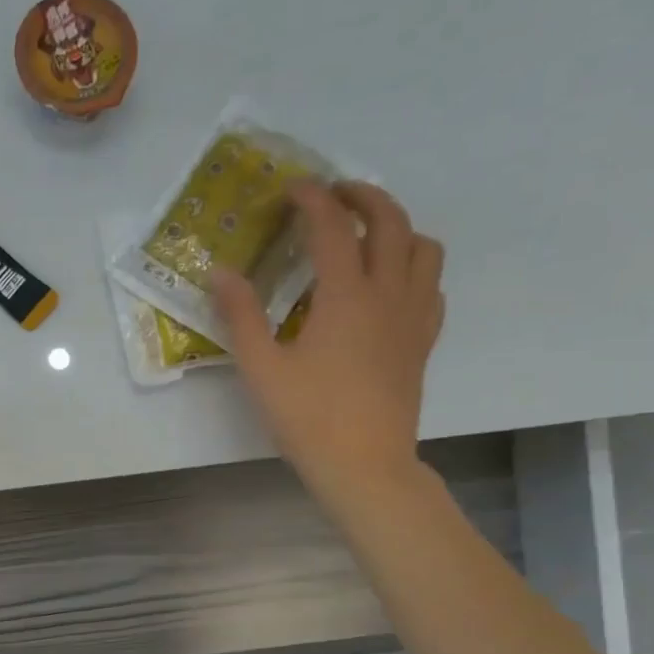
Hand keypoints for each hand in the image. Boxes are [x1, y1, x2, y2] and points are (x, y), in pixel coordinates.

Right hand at [211, 181, 444, 508]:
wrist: (365, 465)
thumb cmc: (308, 419)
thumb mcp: (261, 368)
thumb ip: (241, 316)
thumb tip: (220, 272)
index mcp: (345, 297)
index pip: (332, 228)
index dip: (312, 200)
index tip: (292, 188)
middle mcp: (388, 295)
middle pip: (390, 222)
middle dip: (363, 196)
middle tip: (334, 195)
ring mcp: (412, 317)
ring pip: (423, 248)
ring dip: (397, 227)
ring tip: (367, 235)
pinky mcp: (422, 341)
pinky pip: (432, 286)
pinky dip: (414, 267)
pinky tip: (389, 284)